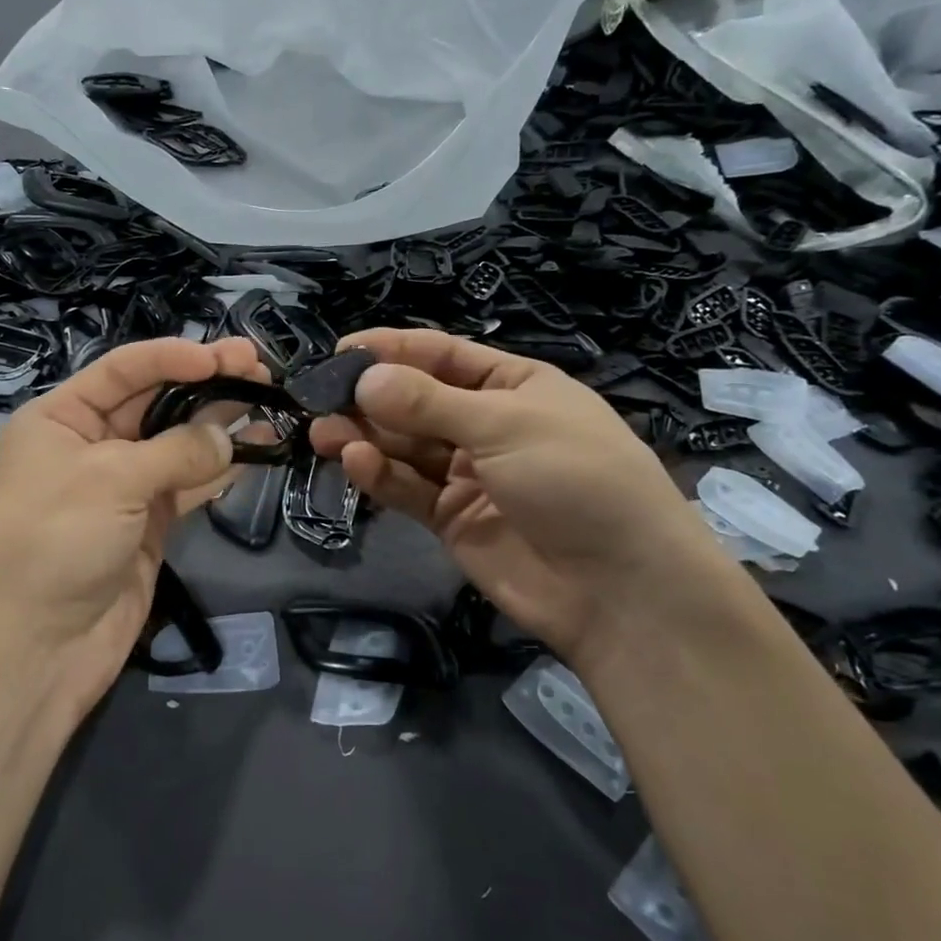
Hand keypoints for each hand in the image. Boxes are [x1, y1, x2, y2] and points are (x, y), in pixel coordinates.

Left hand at [0, 336, 264, 718]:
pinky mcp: (149, 523)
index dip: (173, 356)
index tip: (223, 356)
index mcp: (61, 418)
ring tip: (269, 399)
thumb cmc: (55, 543)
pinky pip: (190, 482)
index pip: (124, 370)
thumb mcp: (110, 481)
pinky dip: (222, 467)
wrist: (35, 651)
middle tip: (259, 368)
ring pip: (179, 441)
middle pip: (156, 400)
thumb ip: (176, 451)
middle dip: (206, 382)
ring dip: (220, 421)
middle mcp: (92, 444)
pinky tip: (257, 447)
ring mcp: (123, 485)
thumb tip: (228, 440)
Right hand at [310, 328, 736, 662]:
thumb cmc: (575, 479)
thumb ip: (429, 403)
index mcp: (513, 386)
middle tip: (319, 398)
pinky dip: (381, 476)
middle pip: (416, 402)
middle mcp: (487, 425)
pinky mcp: (453, 519)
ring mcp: (469, 475)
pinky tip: (355, 463)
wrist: (621, 589)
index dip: (392, 351)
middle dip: (370, 398)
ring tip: (323, 432)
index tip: (341, 351)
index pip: (442, 356)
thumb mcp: (506, 425)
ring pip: (406, 447)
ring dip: (366, 437)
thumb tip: (364, 378)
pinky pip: (409, 489)